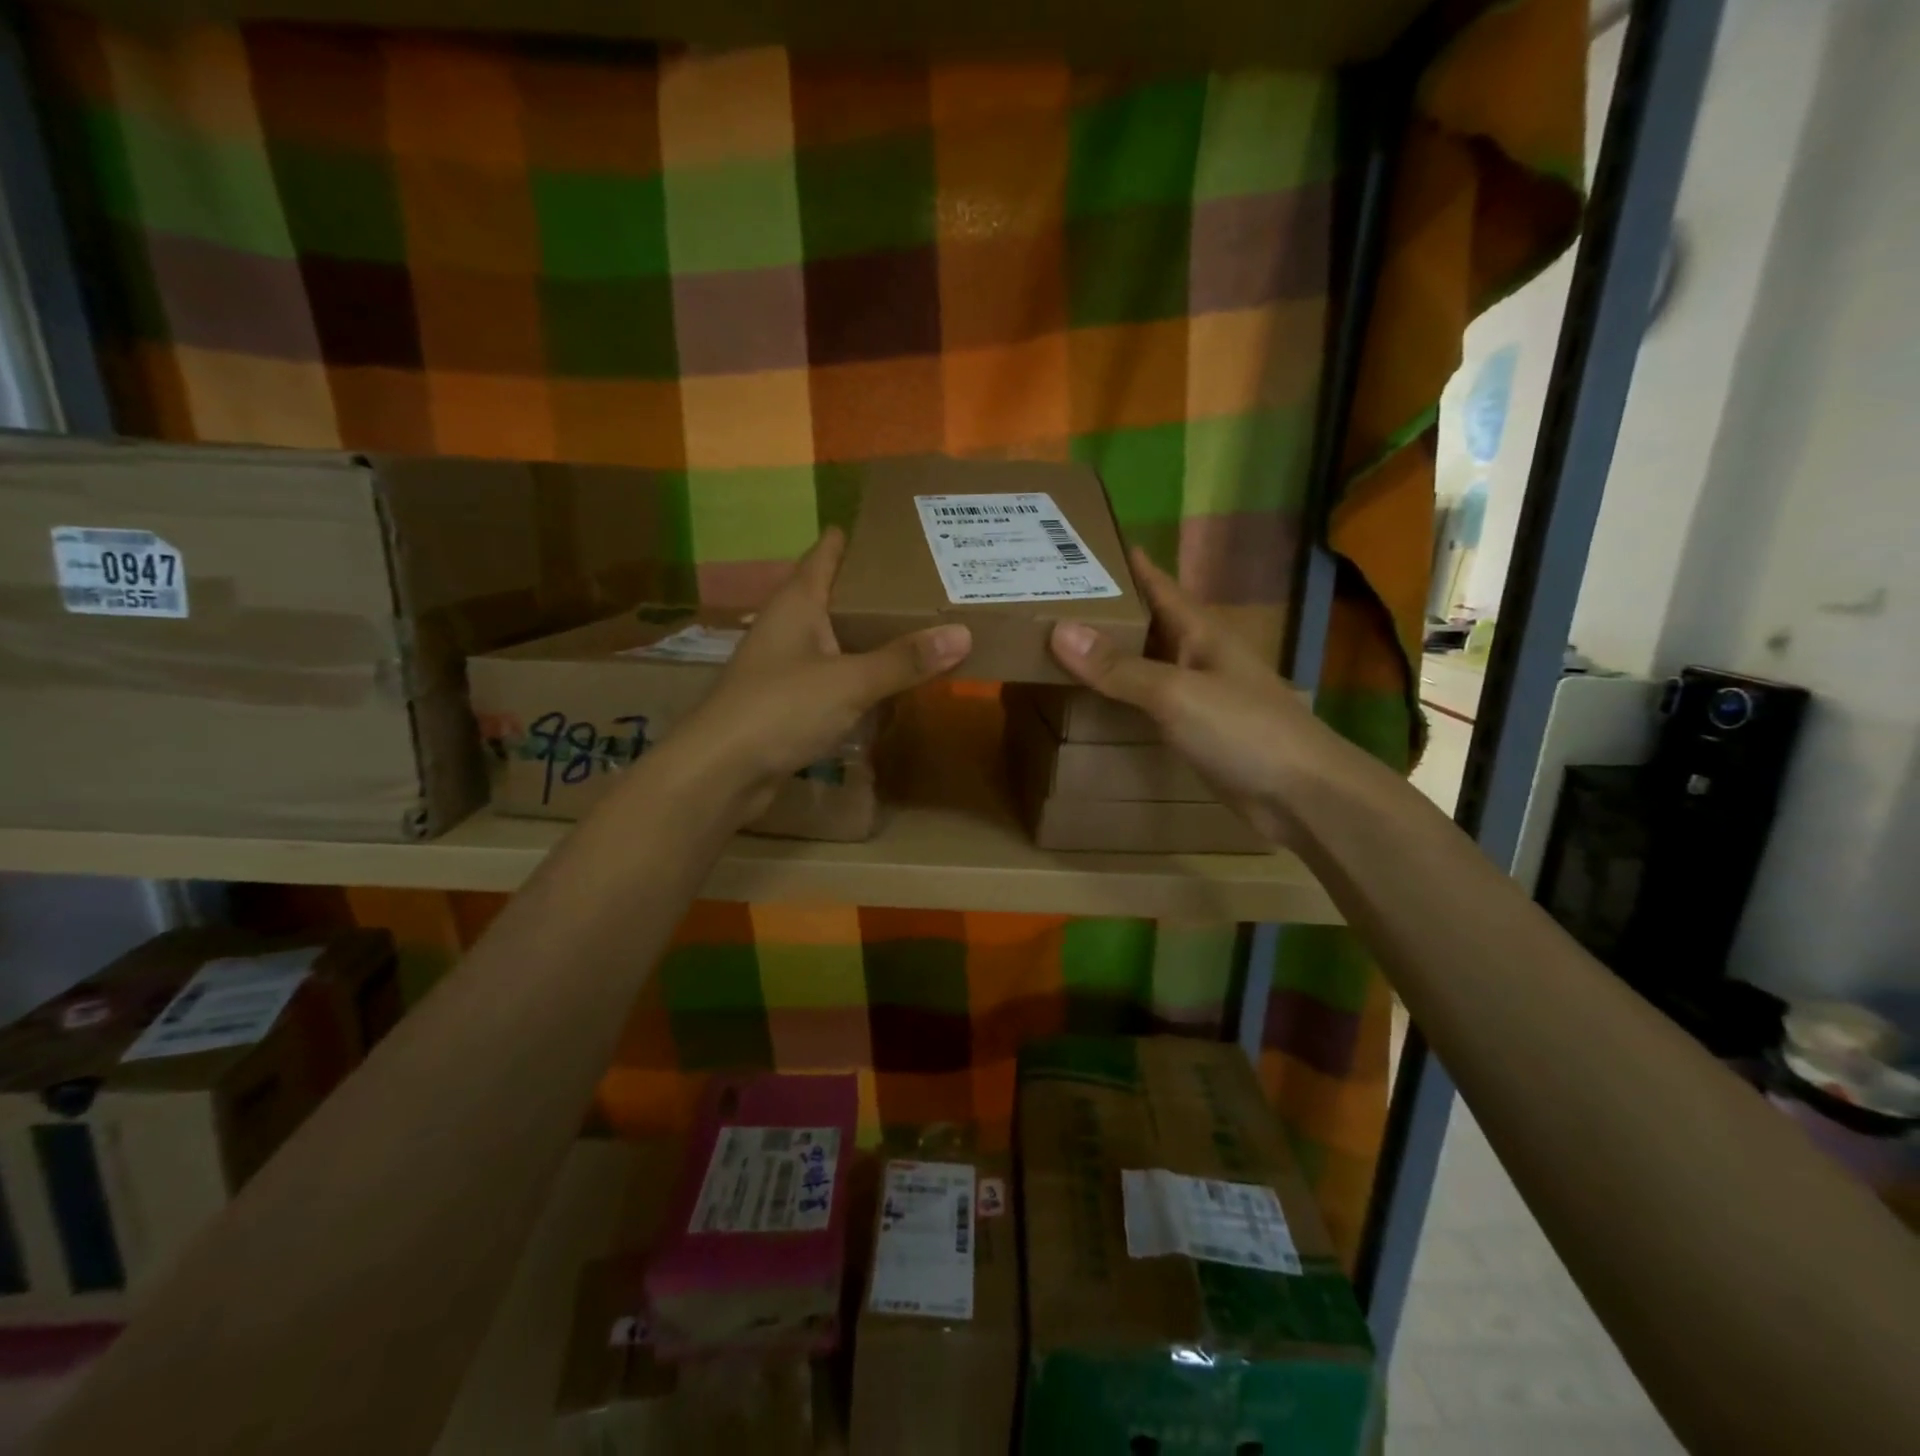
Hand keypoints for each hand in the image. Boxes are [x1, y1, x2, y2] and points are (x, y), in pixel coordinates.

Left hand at [665, 528, 970, 823]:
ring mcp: (786, 665)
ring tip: (920, 626)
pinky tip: (890, 681)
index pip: (826, 552)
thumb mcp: (849, 681)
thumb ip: (904, 660)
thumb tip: (963, 633)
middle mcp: (789, 626)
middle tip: (929, 581)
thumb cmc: (780, 709)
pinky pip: (834, 676)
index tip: (897, 529)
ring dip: (871, 635)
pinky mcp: (789, 701)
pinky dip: (861, 674)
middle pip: (836, 595)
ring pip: (836, 638)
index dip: (856, 537)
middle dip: (877, 590)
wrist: (721, 772)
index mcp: (797, 603)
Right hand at [1049, 548, 1364, 847]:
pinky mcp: (1194, 729)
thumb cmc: (1244, 730)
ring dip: (1111, 651)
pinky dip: (1122, 692)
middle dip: (1107, 608)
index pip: (1158, 585)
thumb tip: (1059, 630)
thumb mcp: (1176, 693)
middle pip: (1147, 622)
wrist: (1301, 795)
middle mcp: (1199, 655)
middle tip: (1053, 597)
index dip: (1127, 564)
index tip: (1087, 542)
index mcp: (1201, 631)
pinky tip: (1096, 696)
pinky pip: (1148, 699)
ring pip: (1146, 661)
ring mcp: (1198, 693)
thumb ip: (1119, 667)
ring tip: (1060, 641)